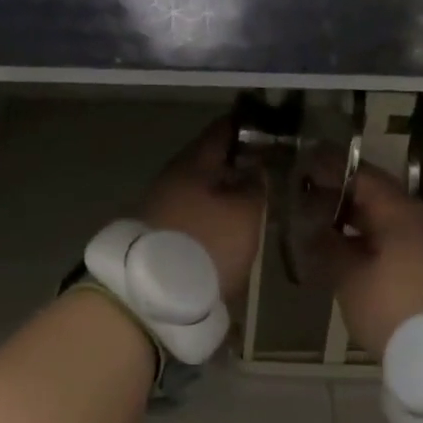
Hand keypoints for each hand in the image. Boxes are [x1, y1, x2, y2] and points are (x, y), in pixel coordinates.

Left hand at [137, 119, 264, 303]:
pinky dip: (210, 216)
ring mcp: (159, 207)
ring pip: (199, 190)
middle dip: (236, 163)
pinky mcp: (156, 236)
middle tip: (266, 169)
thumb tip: (255, 169)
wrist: (152, 297)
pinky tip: (226, 229)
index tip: (270, 127)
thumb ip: (255, 185)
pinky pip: (190, 215)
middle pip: (209, 161)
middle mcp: (171, 178)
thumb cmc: (206, 244)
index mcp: (193, 163)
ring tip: (250, 203)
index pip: (222, 130)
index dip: (248, 125)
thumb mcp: (245, 213)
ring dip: (222, 192)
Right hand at [317, 163, 422, 358]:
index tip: (308, 164)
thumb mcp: (351, 281)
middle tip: (313, 202)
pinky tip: (364, 260)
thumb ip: (329, 249)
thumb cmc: (397, 309)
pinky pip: (408, 244)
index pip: (363, 177)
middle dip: (346, 199)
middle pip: (381, 199)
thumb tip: (312, 229)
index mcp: (401, 212)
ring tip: (332, 234)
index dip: (333, 169)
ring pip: (395, 224)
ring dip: (364, 225)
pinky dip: (381, 244)